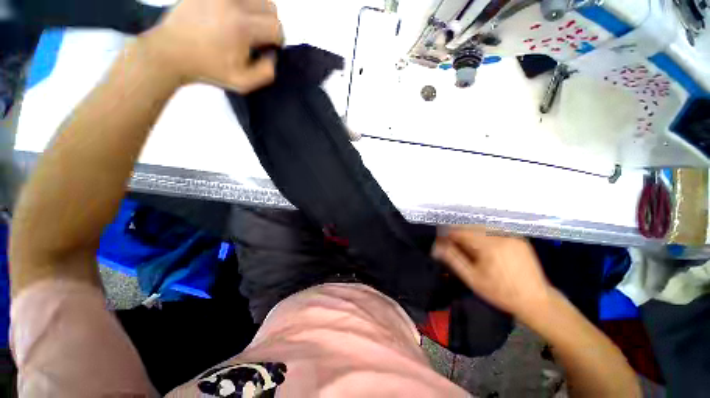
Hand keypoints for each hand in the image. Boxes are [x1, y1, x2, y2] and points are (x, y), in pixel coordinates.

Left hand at [141, 0, 283, 92]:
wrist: (170, 52)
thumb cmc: (208, 69)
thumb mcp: (242, 83)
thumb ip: (266, 73)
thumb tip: (273, 56)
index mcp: (242, 27)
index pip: (276, 27)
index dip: (277, 41)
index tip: (268, 49)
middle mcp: (233, 3)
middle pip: (270, 6)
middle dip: (269, 24)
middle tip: (258, 36)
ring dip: (258, 11)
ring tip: (247, 24)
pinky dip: (242, 5)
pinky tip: (233, 15)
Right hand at [433, 226, 550, 319]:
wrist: (537, 301)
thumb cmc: (501, 293)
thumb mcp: (473, 279)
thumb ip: (453, 259)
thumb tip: (436, 246)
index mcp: (490, 245)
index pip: (461, 231)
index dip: (448, 235)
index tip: (441, 242)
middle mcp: (501, 235)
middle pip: (471, 227)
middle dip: (459, 234)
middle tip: (453, 246)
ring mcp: (512, 235)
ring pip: (482, 228)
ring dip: (470, 234)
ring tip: (467, 248)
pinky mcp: (518, 238)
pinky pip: (494, 231)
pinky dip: (483, 236)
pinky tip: (483, 248)